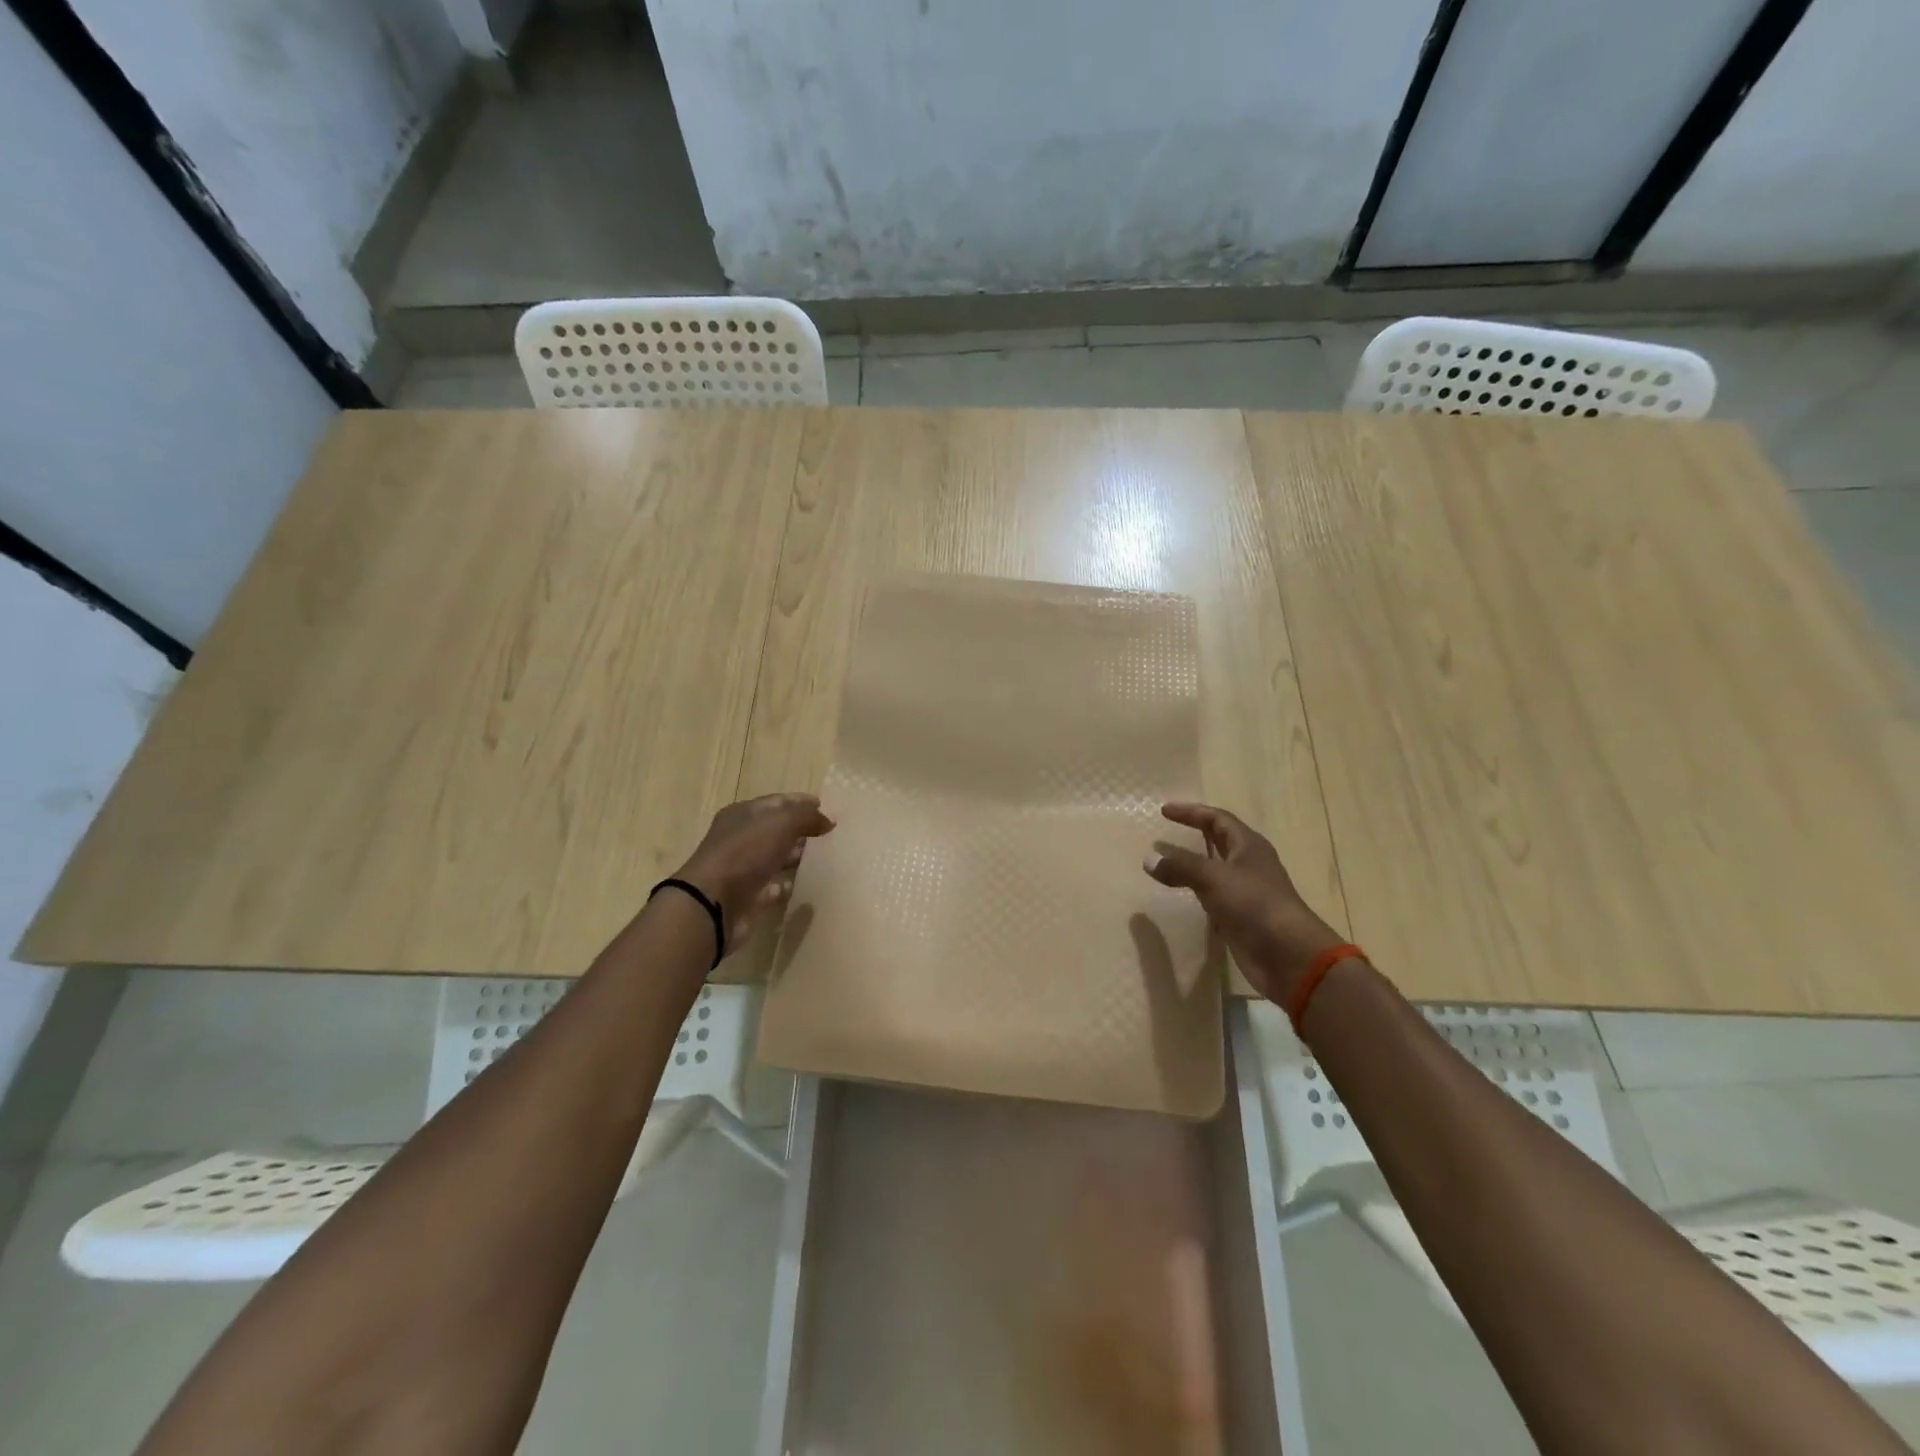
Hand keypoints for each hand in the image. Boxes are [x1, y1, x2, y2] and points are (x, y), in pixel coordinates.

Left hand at [674, 793, 835, 949]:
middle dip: (800, 830)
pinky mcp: (746, 896)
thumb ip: (807, 816)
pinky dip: (786, 885)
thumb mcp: (781, 823)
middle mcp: (739, 838)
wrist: (713, 903)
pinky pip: (771, 887)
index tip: (825, 807)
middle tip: (828, 835)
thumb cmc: (745, 853)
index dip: (800, 802)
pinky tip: (804, 886)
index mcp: (743, 814)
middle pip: (775, 830)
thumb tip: (828, 820)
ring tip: (823, 859)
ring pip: (774, 858)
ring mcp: (741, 868)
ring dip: (795, 857)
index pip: (776, 802)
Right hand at [1143, 802, 1343, 1002]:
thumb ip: (1180, 866)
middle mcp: (1248, 864)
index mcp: (1248, 846)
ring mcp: (1245, 891)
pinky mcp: (1240, 916)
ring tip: (1166, 863)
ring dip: (1192, 864)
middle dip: (1193, 834)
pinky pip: (1213, 895)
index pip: (1217, 819)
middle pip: (1219, 841)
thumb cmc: (1254, 904)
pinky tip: (1180, 894)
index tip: (1164, 811)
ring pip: (1214, 870)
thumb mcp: (1213, 878)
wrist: (1286, 955)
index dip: (1191, 812)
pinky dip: (1195, 891)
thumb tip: (1149, 859)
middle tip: (1166, 833)